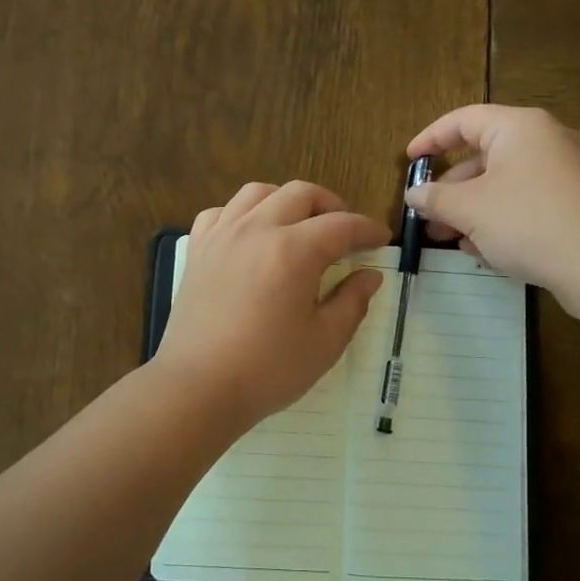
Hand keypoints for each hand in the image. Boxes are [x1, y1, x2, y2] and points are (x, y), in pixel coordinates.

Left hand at [155, 180, 390, 428]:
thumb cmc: (268, 370)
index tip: (382, 239)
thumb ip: (352, 302)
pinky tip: (251, 236)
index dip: (367, 229)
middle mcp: (256, 230)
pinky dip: (242, 214)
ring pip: (258, 192)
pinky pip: (221, 212)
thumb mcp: (325, 342)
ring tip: (298, 226)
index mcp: (293, 251)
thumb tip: (370, 276)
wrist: (198, 388)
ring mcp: (221, 236)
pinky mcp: (197, 250)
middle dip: (331, 206)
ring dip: (286, 201)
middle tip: (344, 233)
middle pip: (300, 194)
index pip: (341, 225)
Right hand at [405, 105, 579, 305]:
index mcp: (519, 127)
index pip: (464, 120)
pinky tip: (487, 252)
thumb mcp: (470, 209)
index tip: (409, 161)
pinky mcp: (577, 204)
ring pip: (505, 184)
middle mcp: (546, 140)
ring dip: (473, 210)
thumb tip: (414, 194)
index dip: (431, 138)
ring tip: (452, 241)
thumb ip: (435, 198)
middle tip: (428, 217)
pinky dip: (501, 220)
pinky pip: (528, 203)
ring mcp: (567, 173)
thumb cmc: (528, 222)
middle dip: (451, 190)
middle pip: (484, 156)